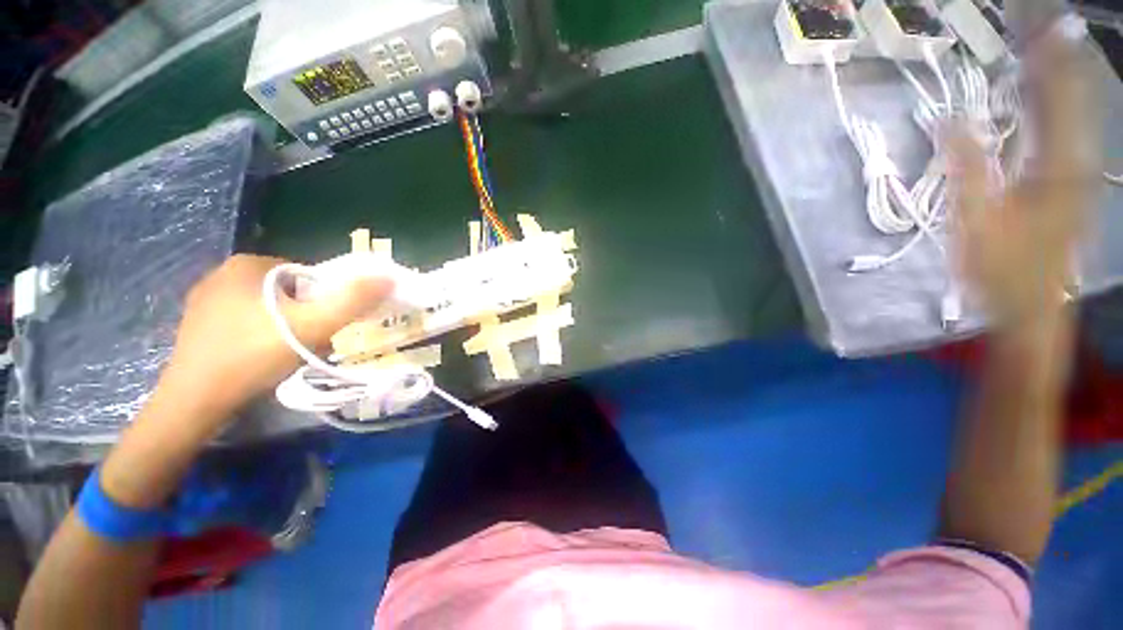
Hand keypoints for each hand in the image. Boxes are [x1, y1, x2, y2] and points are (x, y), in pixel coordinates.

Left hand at [159, 255, 392, 420]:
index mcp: (248, 264)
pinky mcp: (198, 323)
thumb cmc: (254, 355)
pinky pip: (246, 320)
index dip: (323, 301)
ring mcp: (205, 299)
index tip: (322, 326)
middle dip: (304, 314)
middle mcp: (222, 273)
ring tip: (283, 353)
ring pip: (267, 307)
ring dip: (284, 325)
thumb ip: (353, 299)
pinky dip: (261, 334)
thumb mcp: (314, 325)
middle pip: (288, 292)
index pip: (307, 275)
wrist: (195, 401)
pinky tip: (259, 357)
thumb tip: (388, 277)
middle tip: (306, 342)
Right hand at [949, 34, 1096, 326]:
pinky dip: (1058, 100)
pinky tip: (1046, 88)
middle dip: (1056, 54)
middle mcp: (1076, 159)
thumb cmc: (1001, 270)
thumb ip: (965, 168)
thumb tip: (947, 120)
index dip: (1045, 54)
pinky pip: (1068, 127)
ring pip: (1074, 108)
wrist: (1032, 307)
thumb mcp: (975, 222)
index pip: (1055, 94)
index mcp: (1057, 165)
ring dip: (1059, 72)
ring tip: (1043, 41)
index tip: (1031, 21)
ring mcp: (1077, 170)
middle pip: (1071, 93)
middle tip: (1039, 21)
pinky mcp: (1070, 180)